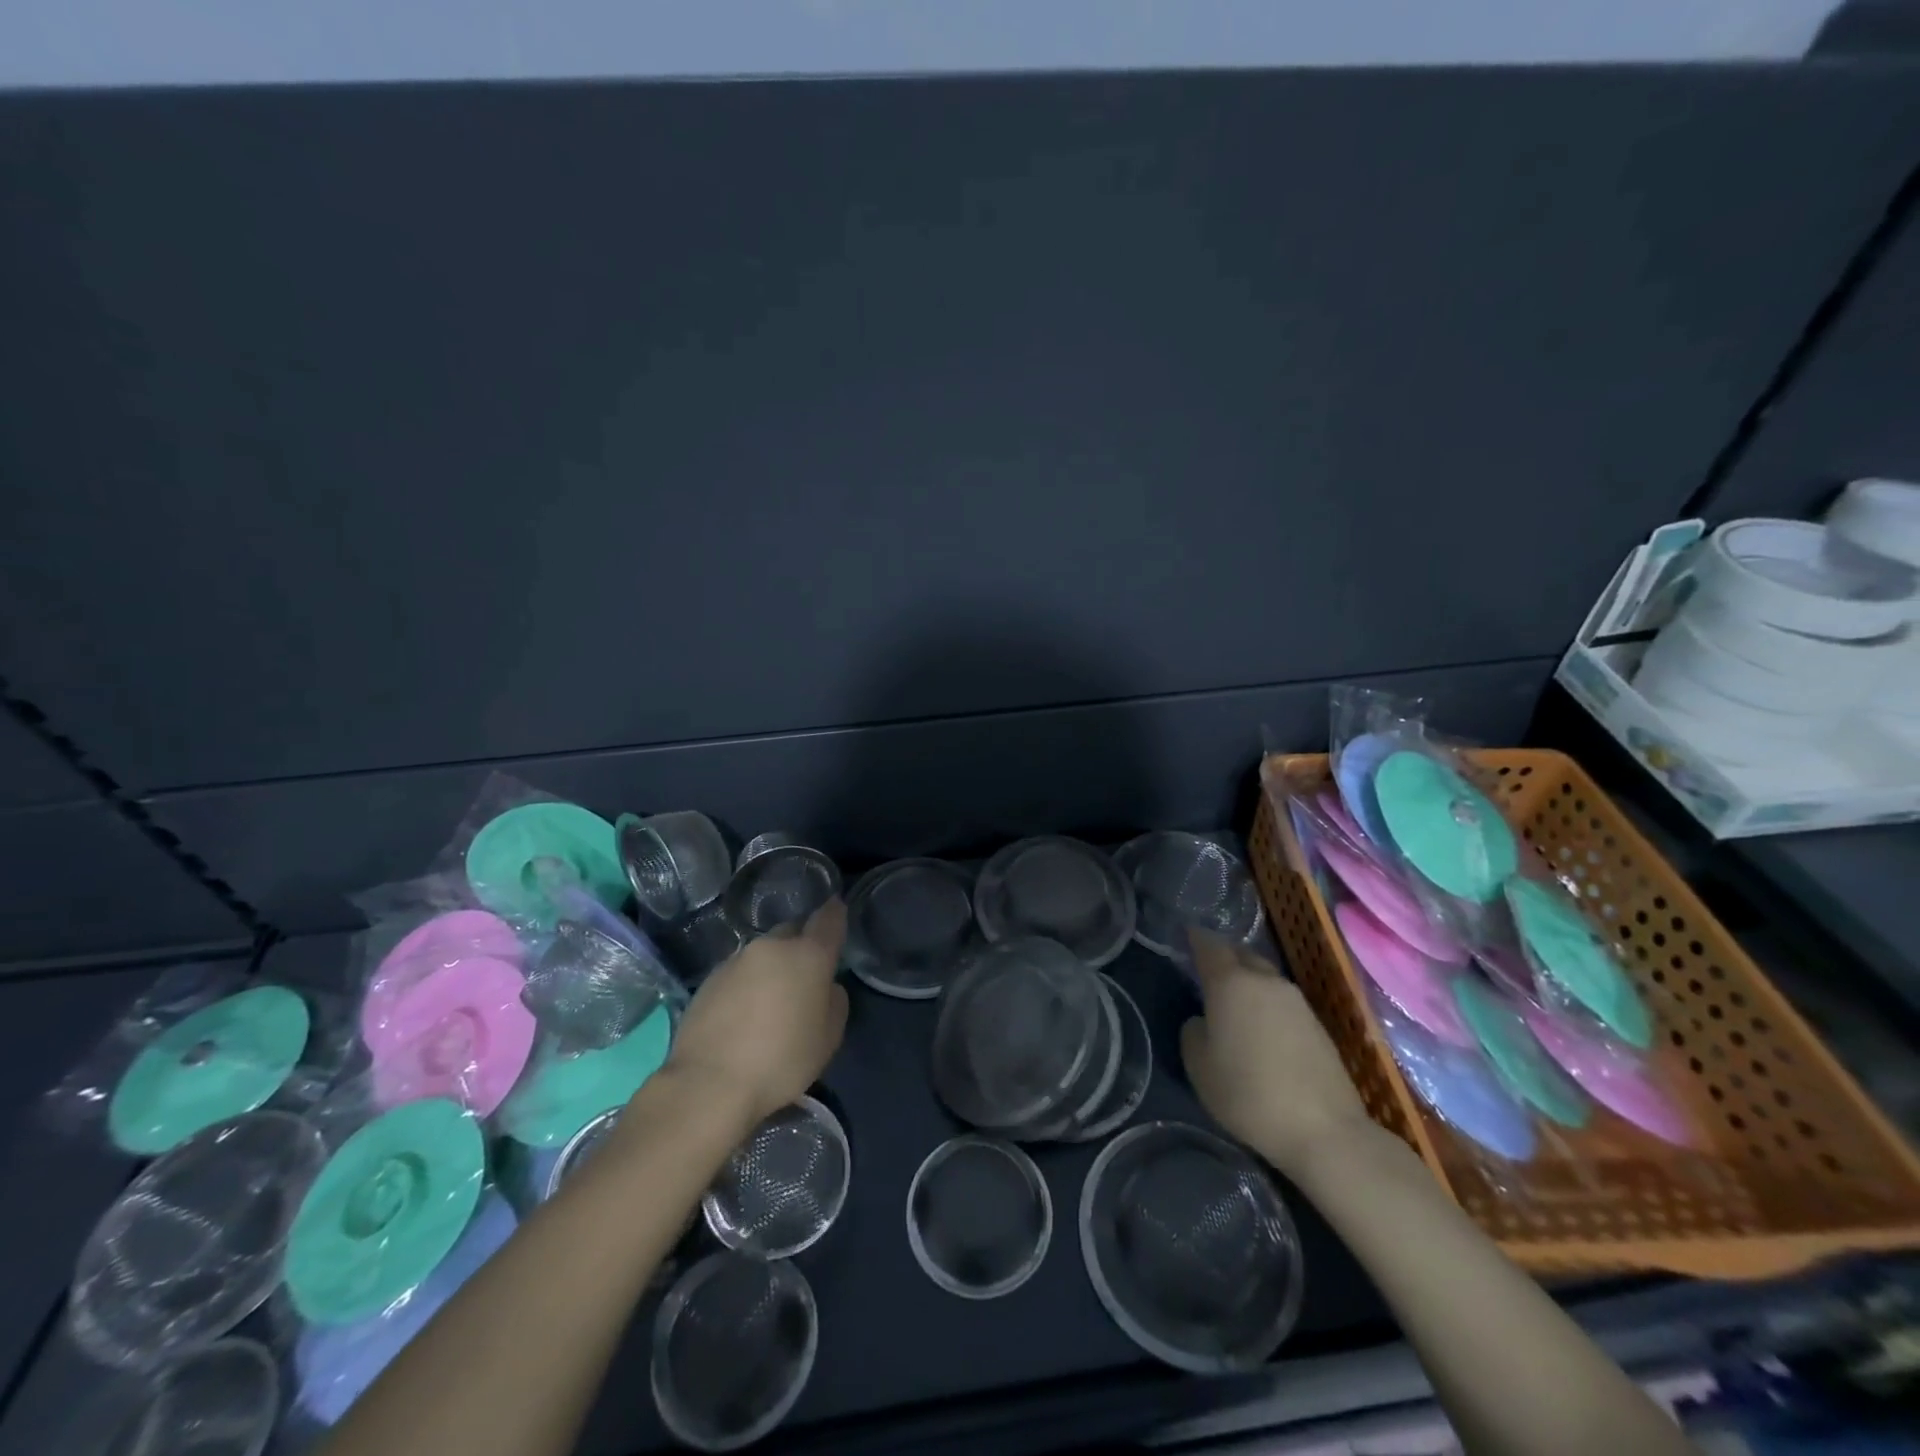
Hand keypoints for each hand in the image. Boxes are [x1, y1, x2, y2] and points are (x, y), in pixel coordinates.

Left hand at [662, 899, 850, 1127]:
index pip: (828, 919)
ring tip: (770, 1003)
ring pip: (763, 954)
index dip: (835, 913)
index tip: (837, 910)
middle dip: (800, 946)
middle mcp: (772, 947)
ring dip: (771, 968)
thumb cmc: (781, 1061)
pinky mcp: (709, 979)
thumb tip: (825, 986)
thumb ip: (834, 1001)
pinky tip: (743, 1015)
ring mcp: (736, 960)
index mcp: (808, 955)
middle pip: (791, 933)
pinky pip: (738, 973)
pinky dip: (746, 985)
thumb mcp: (829, 1038)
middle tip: (803, 977)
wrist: (710, 1083)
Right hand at [1180, 929, 1371, 1176]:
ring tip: (1233, 1001)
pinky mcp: (1318, 1025)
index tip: (1185, 934)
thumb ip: (1193, 1032)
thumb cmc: (1248, 1094)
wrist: (1324, 1131)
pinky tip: (1261, 1027)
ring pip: (1264, 977)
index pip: (1209, 945)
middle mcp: (1265, 981)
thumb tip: (1204, 1020)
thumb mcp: (1199, 1067)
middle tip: (1207, 970)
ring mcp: (1296, 1001)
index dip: (1195, 937)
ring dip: (1247, 982)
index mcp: (1231, 983)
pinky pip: (1282, 1001)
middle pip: (1241, 955)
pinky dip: (1266, 1004)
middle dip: (1224, 957)